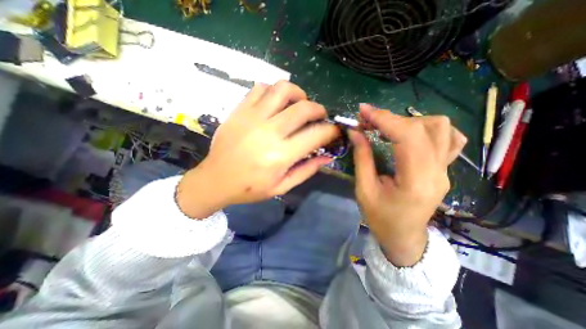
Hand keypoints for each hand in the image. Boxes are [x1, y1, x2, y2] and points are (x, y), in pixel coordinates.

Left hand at [177, 80, 339, 217]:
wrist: (216, 179)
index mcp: (280, 155)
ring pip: (282, 89)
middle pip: (303, 108)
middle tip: (319, 116)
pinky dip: (274, 91)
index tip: (333, 131)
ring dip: (298, 93)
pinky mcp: (239, 110)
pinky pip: (260, 88)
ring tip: (299, 104)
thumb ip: (306, 170)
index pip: (316, 135)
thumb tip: (327, 157)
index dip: (331, 130)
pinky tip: (276, 102)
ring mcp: (252, 117)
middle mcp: (269, 132)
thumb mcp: (281, 187)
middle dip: (319, 109)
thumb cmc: (250, 187)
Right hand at [348, 104, 467, 264]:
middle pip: (424, 127)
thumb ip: (362, 158)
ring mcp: (445, 169)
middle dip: (391, 118)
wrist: (404, 237)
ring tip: (387, 128)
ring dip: (410, 121)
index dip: (384, 118)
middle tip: (367, 121)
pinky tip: (410, 134)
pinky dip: (427, 128)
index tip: (363, 110)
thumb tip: (355, 132)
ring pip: (441, 128)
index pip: (407, 136)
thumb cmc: (381, 218)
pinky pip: (448, 138)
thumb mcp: (364, 190)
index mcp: (416, 181)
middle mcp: (438, 171)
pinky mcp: (444, 169)